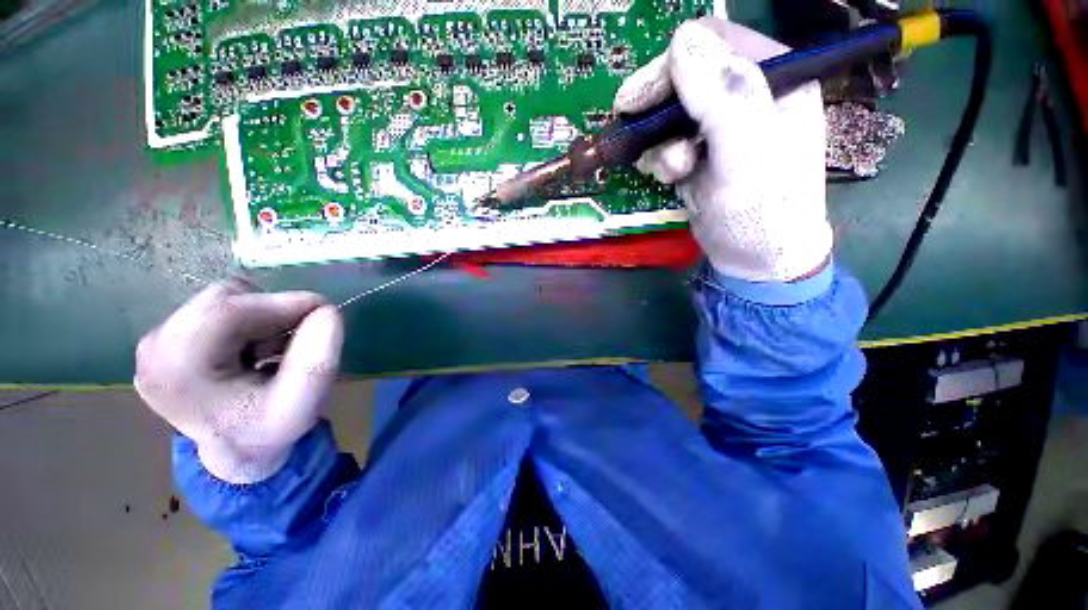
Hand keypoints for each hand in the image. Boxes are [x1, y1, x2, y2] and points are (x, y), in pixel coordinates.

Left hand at [135, 279, 342, 482]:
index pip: (228, 311)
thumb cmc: (269, 430)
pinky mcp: (163, 338)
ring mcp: (154, 342)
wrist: (237, 451)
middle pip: (225, 300)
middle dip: (272, 314)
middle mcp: (154, 349)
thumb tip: (326, 311)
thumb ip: (318, 359)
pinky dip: (247, 322)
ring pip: (224, 300)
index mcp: (178, 370)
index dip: (283, 303)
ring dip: (261, 319)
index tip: (324, 312)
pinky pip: (216, 308)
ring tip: (271, 352)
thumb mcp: (304, 403)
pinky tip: (252, 351)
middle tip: (295, 342)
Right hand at [614, 17, 830, 281]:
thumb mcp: (747, 157)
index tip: (640, 101)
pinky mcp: (701, 149)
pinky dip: (659, 156)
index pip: (715, 41)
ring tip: (670, 169)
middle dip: (658, 108)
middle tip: (636, 134)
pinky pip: (667, 138)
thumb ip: (725, 98)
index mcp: (777, 76)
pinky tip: (670, 176)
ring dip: (658, 139)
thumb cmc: (761, 212)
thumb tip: (682, 41)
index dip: (672, 66)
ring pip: (670, 110)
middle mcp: (749, 92)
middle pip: (686, 73)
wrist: (755, 258)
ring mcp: (721, 123)